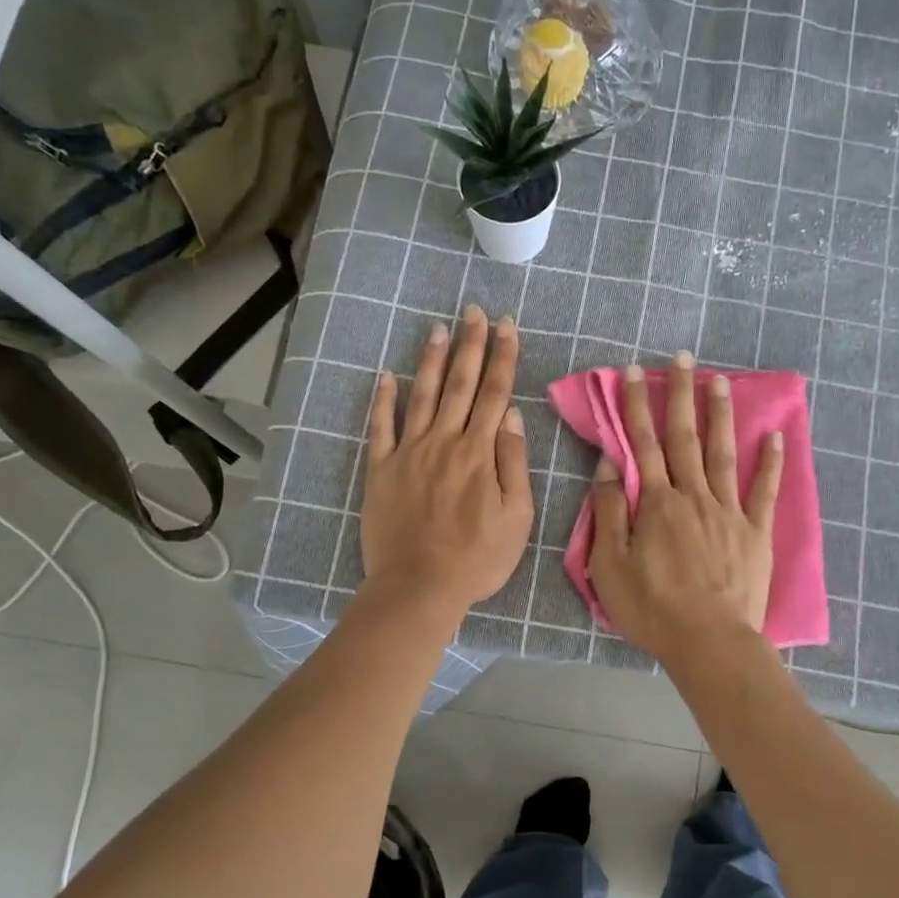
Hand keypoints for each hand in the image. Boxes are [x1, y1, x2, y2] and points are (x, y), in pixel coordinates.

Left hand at [362, 306, 532, 621]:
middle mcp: (444, 441)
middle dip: (471, 345)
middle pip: (460, 384)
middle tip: (474, 311)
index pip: (495, 393)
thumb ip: (514, 463)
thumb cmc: (477, 558)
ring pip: (423, 396)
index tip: (507, 326)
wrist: (419, 586)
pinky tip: (388, 376)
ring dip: (432, 360)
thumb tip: (512, 415)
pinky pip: (381, 427)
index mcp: (480, 452)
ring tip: (439, 328)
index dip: (503, 357)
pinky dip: (384, 400)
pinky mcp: (381, 470)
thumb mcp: (517, 517)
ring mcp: (408, 453)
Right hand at [589, 352, 782, 661]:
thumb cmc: (652, 608)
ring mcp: (729, 511)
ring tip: (721, 380)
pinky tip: (775, 435)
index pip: (643, 443)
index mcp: (656, 503)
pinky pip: (764, 490)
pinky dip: (771, 462)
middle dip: (680, 394)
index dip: (636, 405)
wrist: (709, 642)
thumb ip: (609, 511)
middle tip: (683, 358)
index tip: (633, 371)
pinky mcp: (755, 532)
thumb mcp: (610, 564)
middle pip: (684, 437)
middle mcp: (693, 495)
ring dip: (720, 415)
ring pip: (723, 452)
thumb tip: (609, 465)